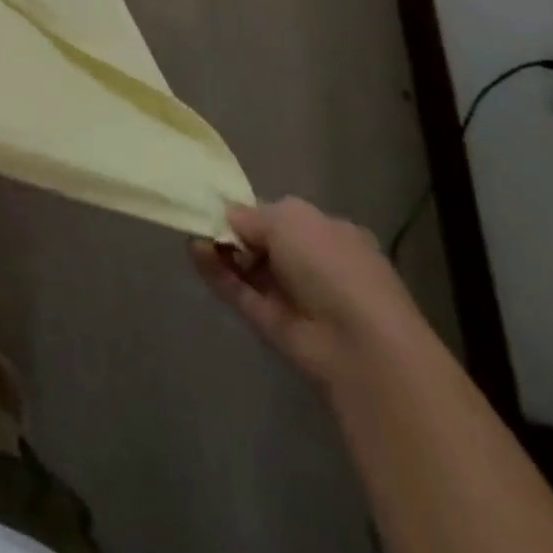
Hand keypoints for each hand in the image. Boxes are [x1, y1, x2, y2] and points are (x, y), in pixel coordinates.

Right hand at [191, 198, 426, 388]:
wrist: (360, 346)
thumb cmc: (332, 266)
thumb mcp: (288, 218)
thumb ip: (251, 215)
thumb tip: (229, 218)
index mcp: (329, 234)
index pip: (282, 218)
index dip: (251, 212)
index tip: (219, 206)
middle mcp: (314, 264)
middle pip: (263, 243)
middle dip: (232, 232)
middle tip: (203, 222)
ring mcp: (294, 297)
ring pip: (249, 268)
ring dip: (220, 251)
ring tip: (192, 236)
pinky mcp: (274, 324)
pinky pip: (240, 292)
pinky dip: (217, 273)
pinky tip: (194, 253)